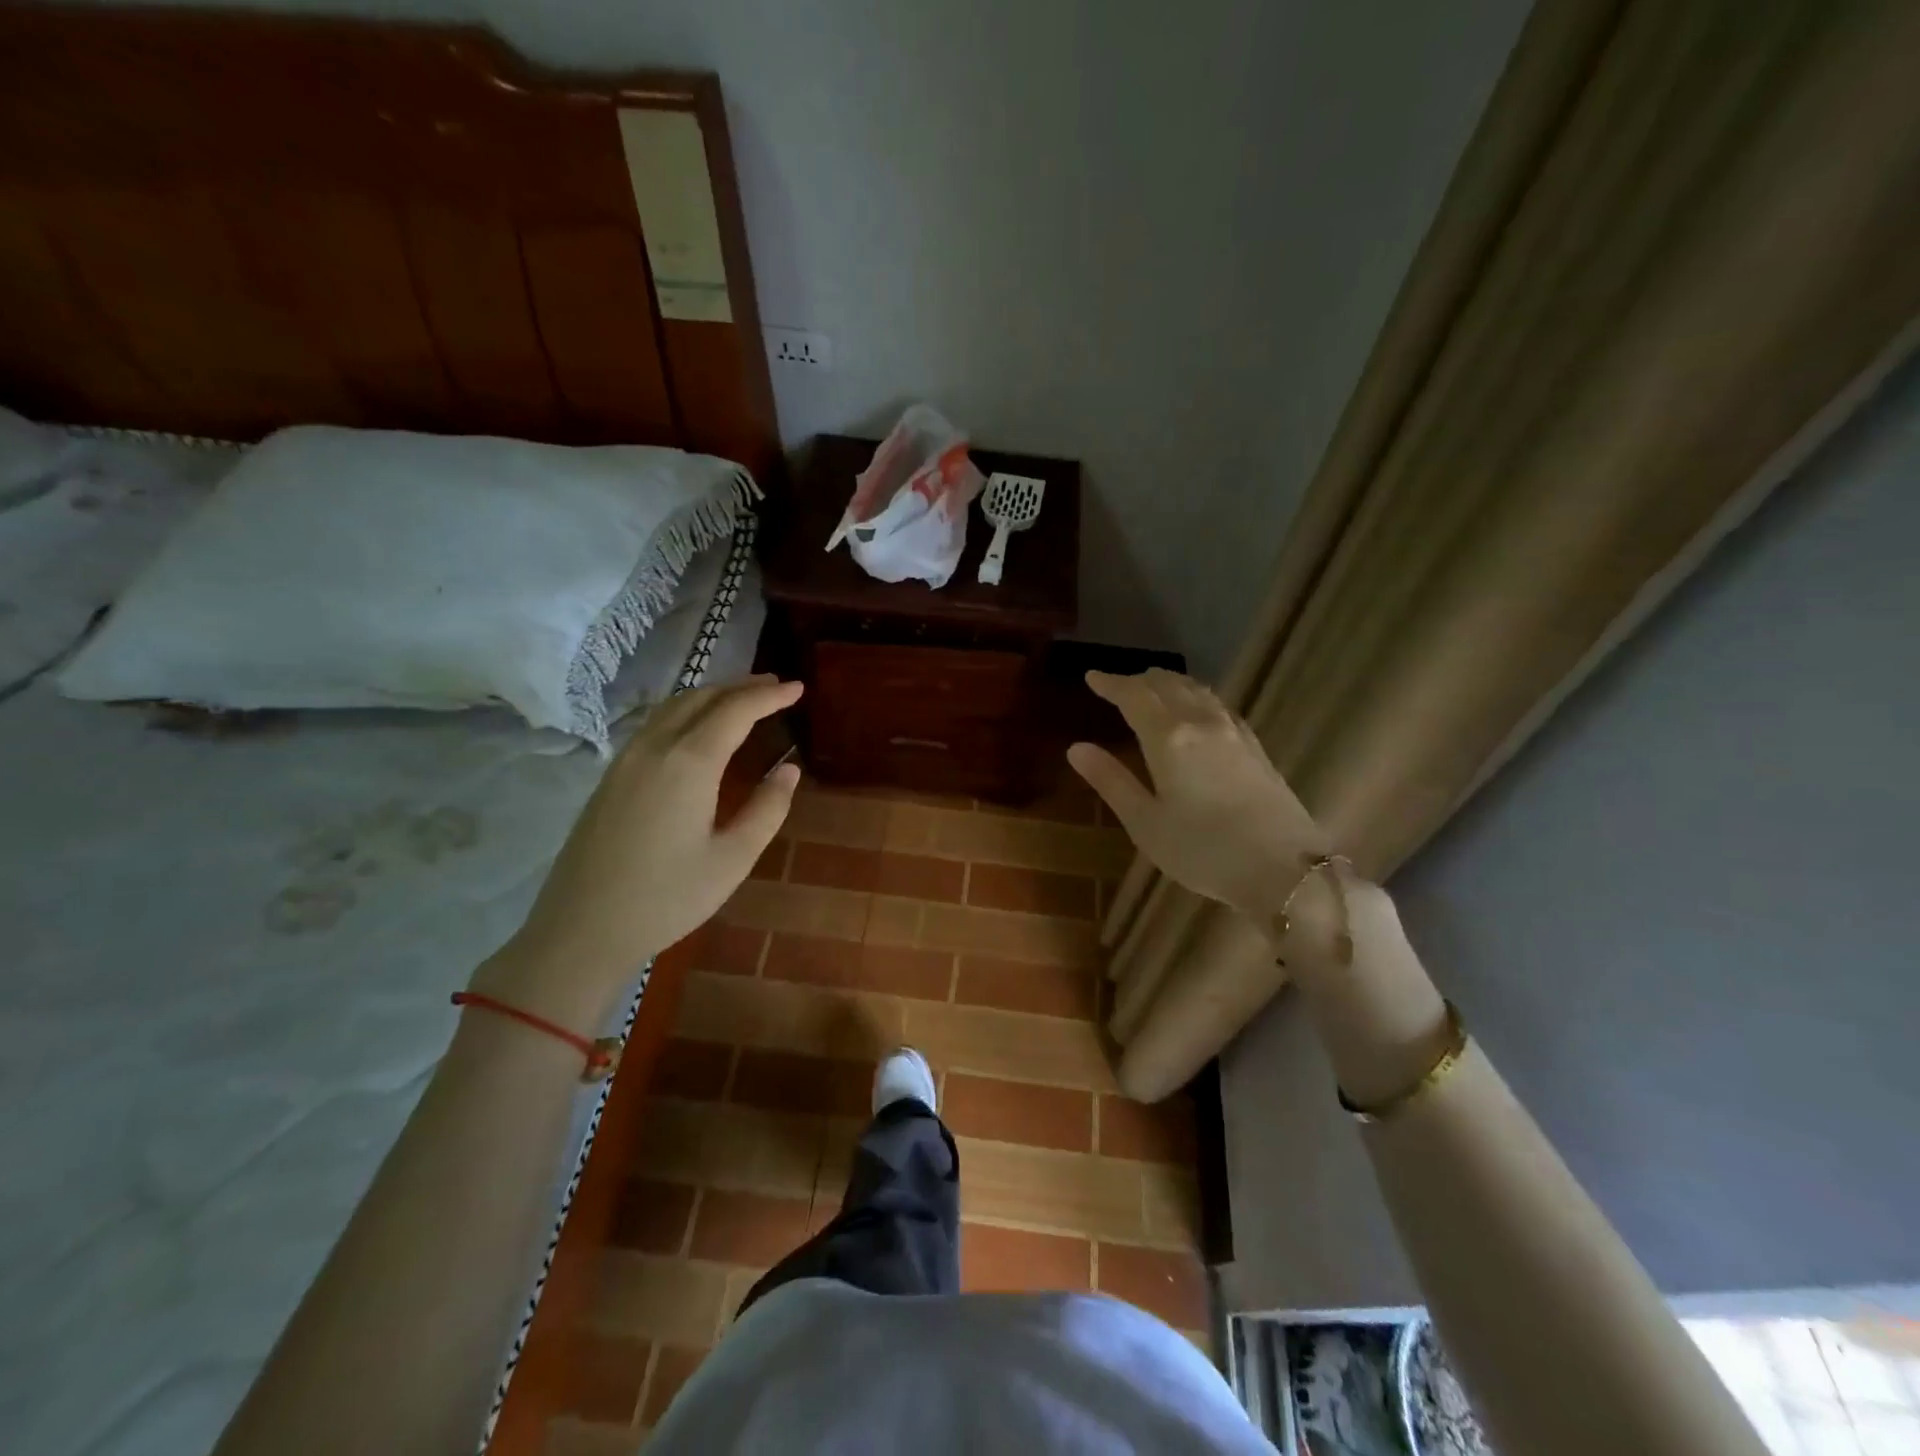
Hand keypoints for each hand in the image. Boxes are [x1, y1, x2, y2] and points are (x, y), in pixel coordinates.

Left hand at [474, 676, 802, 1029]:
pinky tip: (696, 728)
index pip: (736, 710)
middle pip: (701, 698)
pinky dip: (685, 711)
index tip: (798, 687)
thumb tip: (788, 769)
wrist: (581, 930)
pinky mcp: (610, 776)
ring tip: (741, 699)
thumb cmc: (667, 898)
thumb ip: (767, 809)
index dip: (769, 696)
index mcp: (689, 763)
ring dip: (711, 695)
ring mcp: (626, 759)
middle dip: (741, 687)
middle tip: (775, 686)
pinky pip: (654, 723)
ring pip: (673, 706)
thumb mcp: (733, 859)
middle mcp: (655, 748)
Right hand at [1066, 669, 1330, 922]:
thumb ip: (1111, 781)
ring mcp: (1234, 733)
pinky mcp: (1256, 747)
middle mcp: (1201, 723)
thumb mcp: (1146, 823)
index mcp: (1169, 738)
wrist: (1286, 870)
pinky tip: (1198, 711)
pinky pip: (1219, 705)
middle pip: (1168, 685)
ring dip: (1170, 684)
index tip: (1092, 676)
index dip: (1110, 683)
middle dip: (1139, 680)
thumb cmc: (1204, 851)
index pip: (1134, 696)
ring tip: (1153, 690)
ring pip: (1197, 691)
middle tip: (1119, 686)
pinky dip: (1196, 697)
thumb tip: (1077, 748)